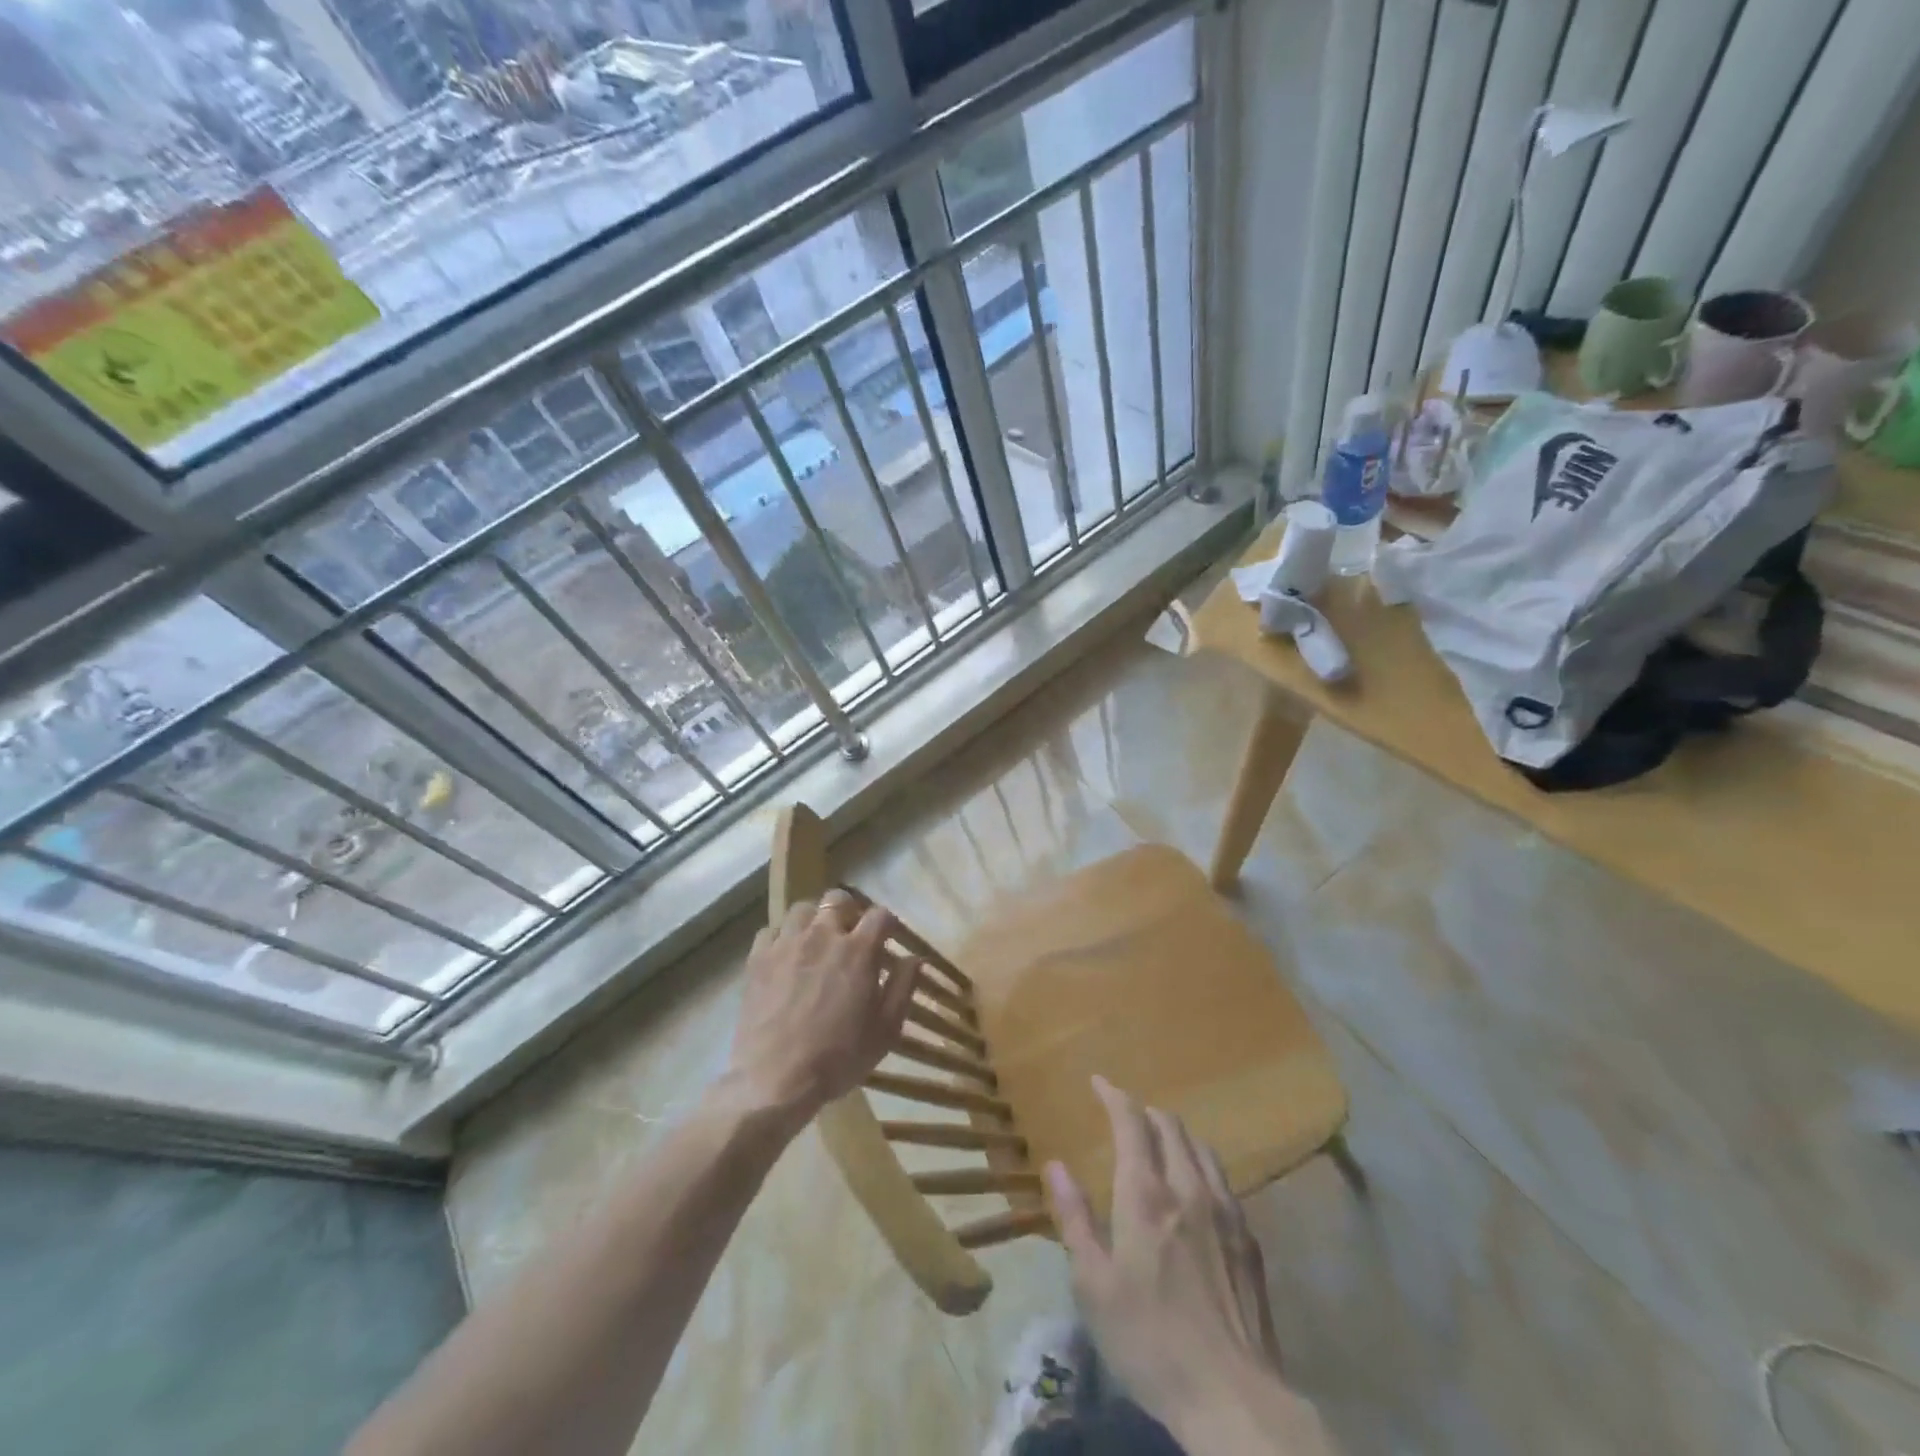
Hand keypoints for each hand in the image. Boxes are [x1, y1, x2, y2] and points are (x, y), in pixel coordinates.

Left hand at [726, 891, 917, 1126]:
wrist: (775, 1080)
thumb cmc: (838, 1057)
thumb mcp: (885, 1030)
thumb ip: (903, 987)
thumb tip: (915, 958)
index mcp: (858, 950)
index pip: (880, 915)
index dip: (888, 923)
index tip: (889, 937)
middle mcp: (822, 935)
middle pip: (838, 899)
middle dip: (850, 910)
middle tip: (851, 934)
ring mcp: (786, 944)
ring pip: (802, 909)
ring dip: (814, 919)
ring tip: (816, 941)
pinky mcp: (757, 959)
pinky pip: (770, 930)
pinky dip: (782, 937)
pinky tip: (786, 955)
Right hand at [1047, 1077, 1336, 1454]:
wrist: (1234, 1400)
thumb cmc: (1150, 1342)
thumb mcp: (1094, 1286)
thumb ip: (1075, 1219)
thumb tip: (1056, 1165)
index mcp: (1146, 1196)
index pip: (1131, 1122)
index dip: (1113, 1096)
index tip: (1098, 1083)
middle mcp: (1188, 1188)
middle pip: (1169, 1126)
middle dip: (1144, 1112)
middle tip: (1126, 1116)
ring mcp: (1226, 1212)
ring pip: (1201, 1147)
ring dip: (1176, 1133)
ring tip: (1160, 1142)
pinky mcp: (1249, 1239)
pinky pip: (1223, 1179)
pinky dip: (1201, 1164)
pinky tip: (1196, 1188)